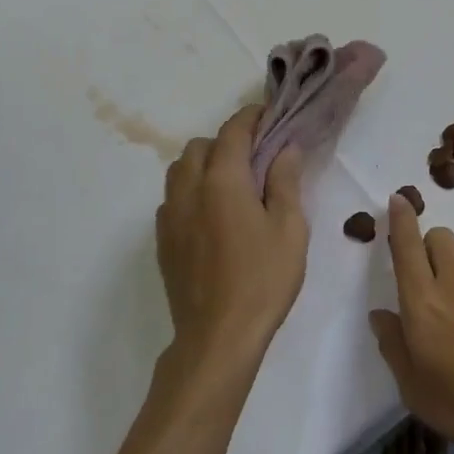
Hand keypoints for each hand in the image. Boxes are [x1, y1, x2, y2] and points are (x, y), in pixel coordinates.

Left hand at [157, 104, 308, 370]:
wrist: (217, 338)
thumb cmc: (263, 280)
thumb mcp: (289, 228)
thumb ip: (285, 181)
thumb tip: (285, 148)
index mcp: (222, 180)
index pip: (233, 131)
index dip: (251, 117)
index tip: (268, 115)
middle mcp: (189, 189)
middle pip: (201, 146)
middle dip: (226, 141)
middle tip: (254, 157)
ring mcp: (171, 216)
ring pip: (180, 170)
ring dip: (204, 164)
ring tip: (231, 183)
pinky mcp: (163, 241)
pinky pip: (172, 199)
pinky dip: (191, 191)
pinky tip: (211, 215)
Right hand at [368, 193, 453, 453]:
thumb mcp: (414, 390)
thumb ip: (393, 346)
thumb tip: (380, 314)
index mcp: (422, 302)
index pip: (406, 245)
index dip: (400, 219)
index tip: (398, 200)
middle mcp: (453, 278)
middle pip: (438, 236)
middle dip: (429, 247)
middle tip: (432, 277)